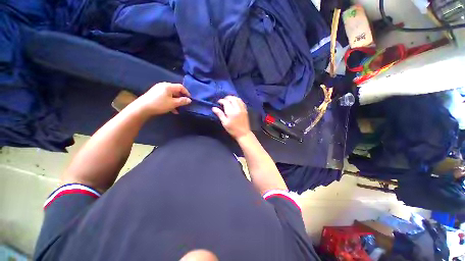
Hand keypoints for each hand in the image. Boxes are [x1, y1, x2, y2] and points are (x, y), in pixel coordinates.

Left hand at [135, 82, 190, 115]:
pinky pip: (166, 97)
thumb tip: (189, 100)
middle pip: (176, 90)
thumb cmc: (160, 104)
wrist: (142, 108)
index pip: (180, 87)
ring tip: (179, 108)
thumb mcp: (173, 103)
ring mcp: (158, 90)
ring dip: (176, 101)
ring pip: (171, 95)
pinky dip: (170, 102)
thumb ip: (182, 101)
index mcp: (168, 86)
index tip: (190, 99)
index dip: (186, 92)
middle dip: (181, 98)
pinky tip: (172, 109)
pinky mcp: (155, 94)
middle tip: (184, 104)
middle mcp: (163, 86)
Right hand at [212, 96, 250, 139]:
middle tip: (223, 101)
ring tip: (229, 101)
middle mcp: (237, 108)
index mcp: (231, 112)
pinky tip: (235, 103)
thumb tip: (214, 108)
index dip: (221, 101)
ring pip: (237, 99)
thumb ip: (220, 114)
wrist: (243, 133)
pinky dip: (238, 100)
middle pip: (232, 98)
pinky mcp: (245, 110)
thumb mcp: (225, 123)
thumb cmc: (232, 129)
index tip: (218, 103)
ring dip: (232, 98)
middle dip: (227, 98)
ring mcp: (242, 109)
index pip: (226, 102)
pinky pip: (242, 102)